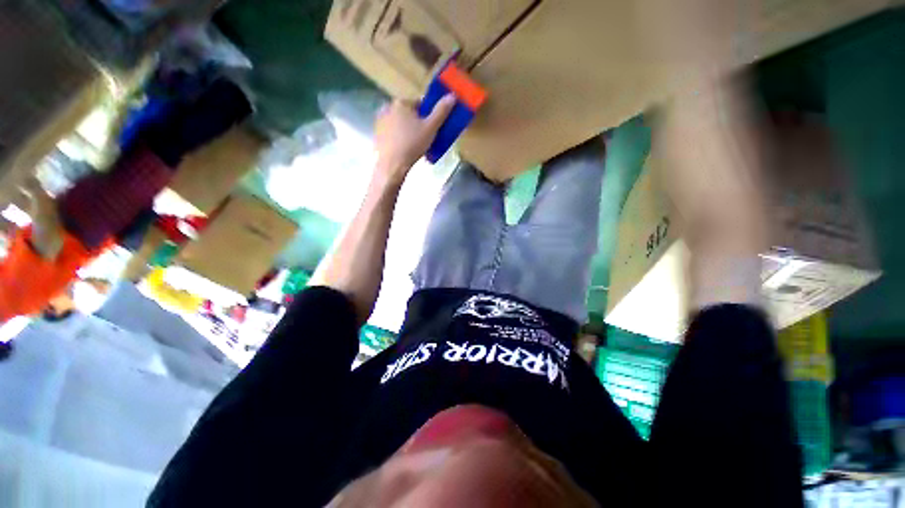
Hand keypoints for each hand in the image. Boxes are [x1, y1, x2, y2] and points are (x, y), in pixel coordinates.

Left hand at [373, 96, 455, 184]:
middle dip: (417, 124)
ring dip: (408, 131)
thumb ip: (441, 111)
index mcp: (401, 102)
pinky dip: (399, 138)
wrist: (392, 165)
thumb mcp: (431, 128)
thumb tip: (452, 96)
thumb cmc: (412, 144)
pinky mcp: (377, 134)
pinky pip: (392, 133)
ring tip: (415, 146)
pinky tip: (404, 149)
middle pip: (409, 114)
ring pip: (400, 124)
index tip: (432, 129)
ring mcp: (380, 121)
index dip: (428, 116)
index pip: (420, 104)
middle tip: (425, 139)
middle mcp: (388, 107)